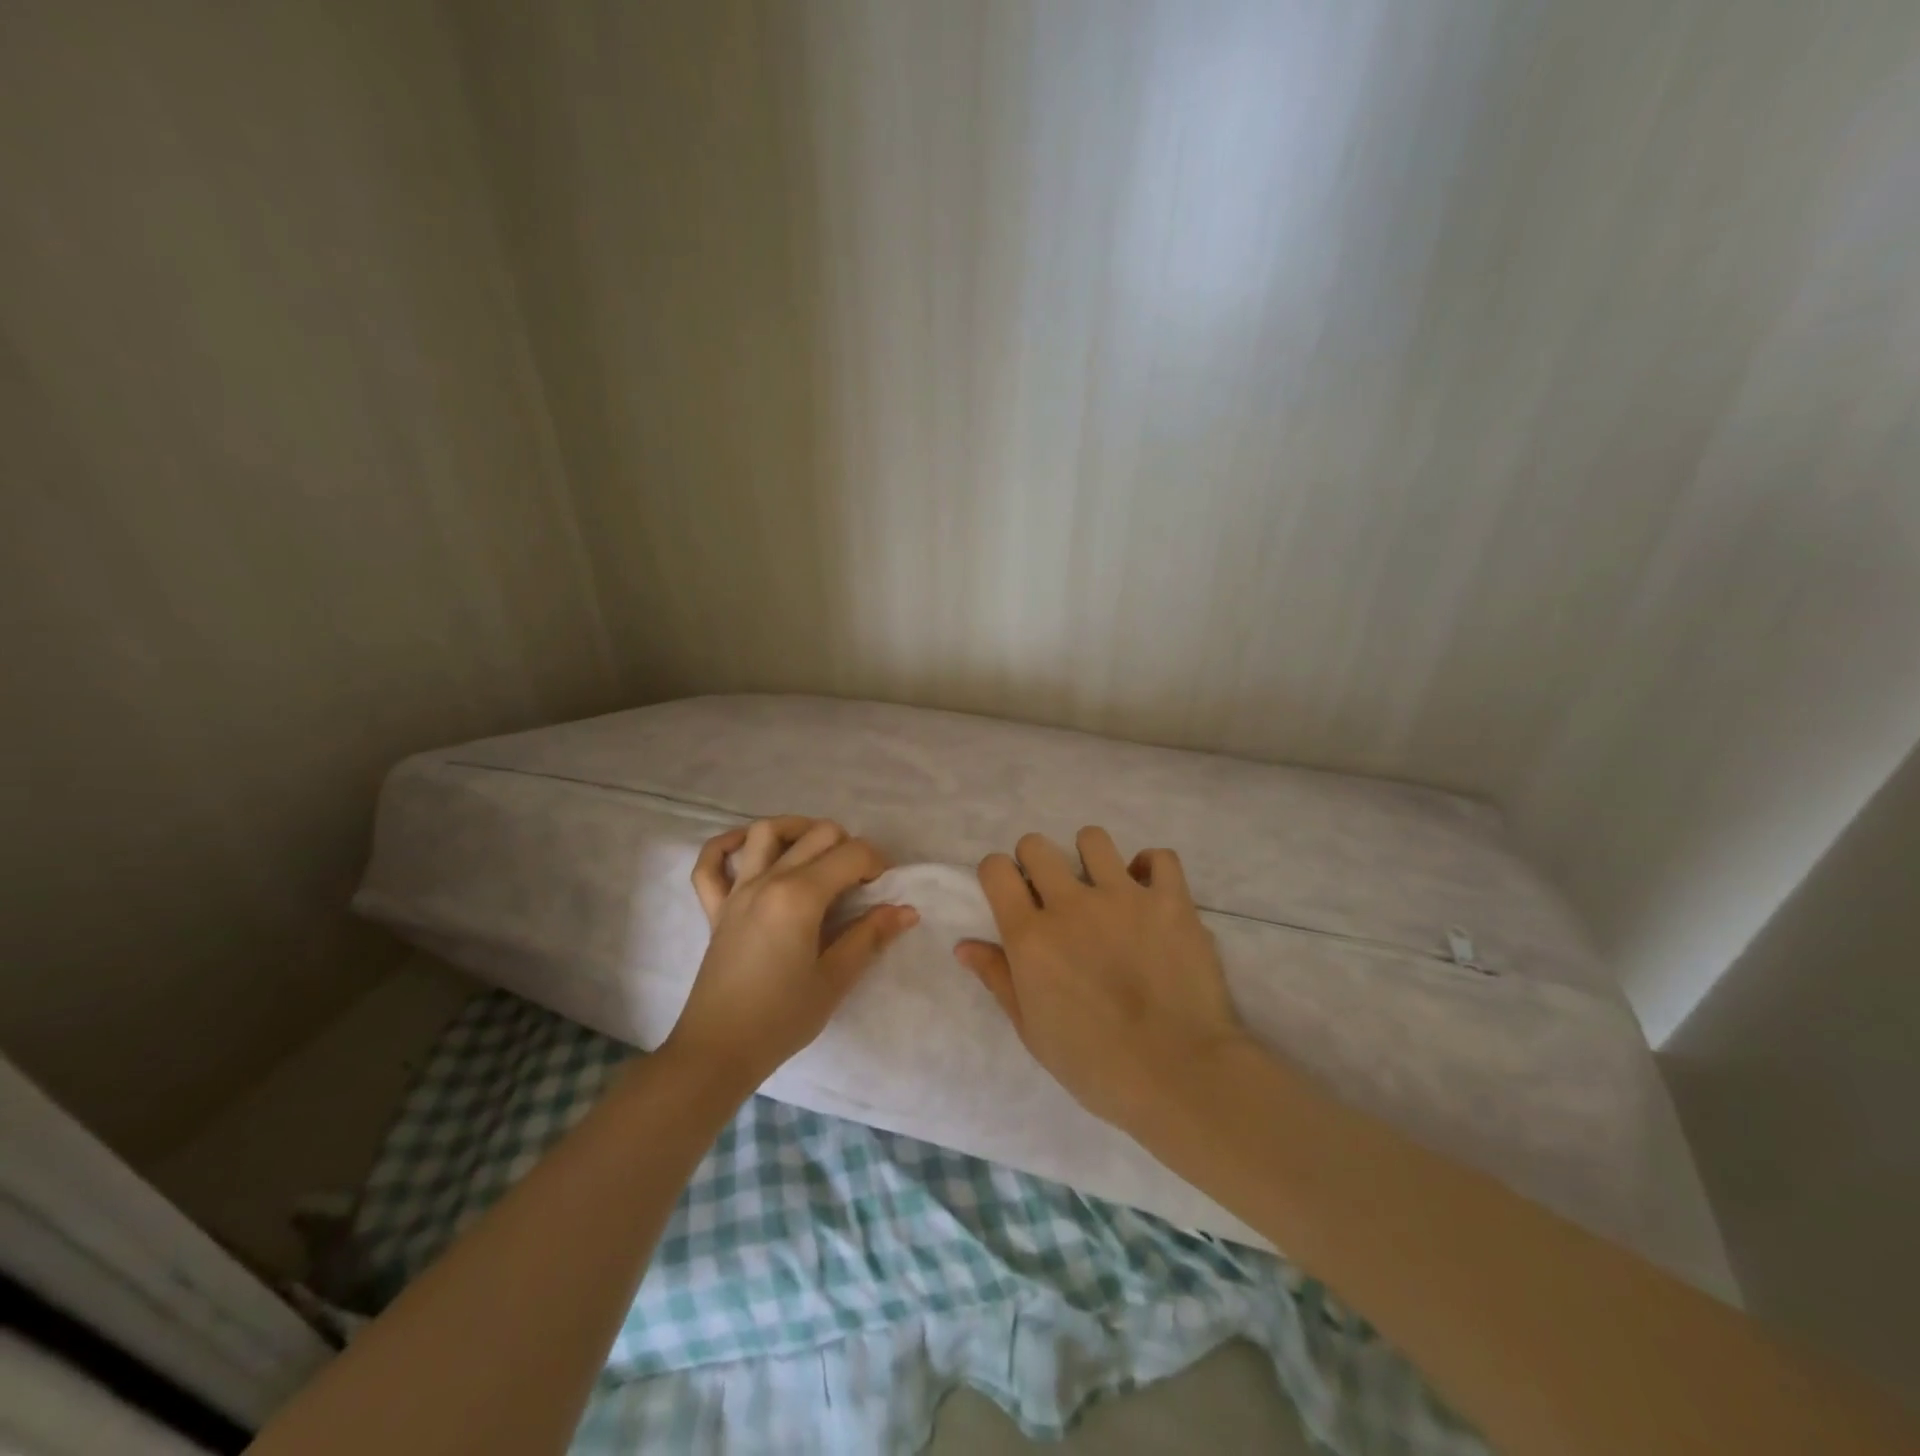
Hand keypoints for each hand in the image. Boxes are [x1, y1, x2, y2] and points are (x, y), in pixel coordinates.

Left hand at [668, 816, 917, 1089]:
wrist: (718, 1051)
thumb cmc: (782, 1018)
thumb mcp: (835, 979)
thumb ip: (870, 936)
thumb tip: (906, 910)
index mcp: (800, 896)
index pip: (851, 854)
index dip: (877, 864)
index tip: (884, 890)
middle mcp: (768, 880)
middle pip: (817, 834)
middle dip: (848, 846)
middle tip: (858, 881)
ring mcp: (737, 890)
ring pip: (766, 832)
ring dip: (797, 830)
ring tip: (817, 853)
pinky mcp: (715, 907)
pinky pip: (711, 862)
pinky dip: (728, 845)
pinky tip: (750, 849)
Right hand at [954, 827, 1247, 1135]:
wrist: (1178, 1074)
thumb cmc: (1095, 1064)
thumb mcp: (1032, 1030)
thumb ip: (998, 979)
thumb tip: (964, 945)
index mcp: (1031, 936)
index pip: (996, 869)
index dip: (998, 875)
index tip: (1010, 893)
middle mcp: (1071, 904)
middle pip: (1037, 845)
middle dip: (1036, 861)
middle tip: (1053, 893)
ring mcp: (1124, 896)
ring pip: (1093, 838)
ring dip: (1091, 858)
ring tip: (1103, 887)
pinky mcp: (1170, 900)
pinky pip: (1159, 858)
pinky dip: (1152, 870)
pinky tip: (1150, 893)